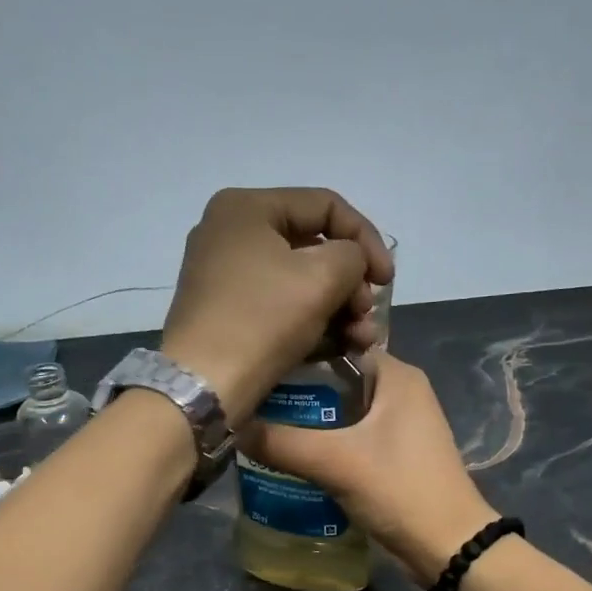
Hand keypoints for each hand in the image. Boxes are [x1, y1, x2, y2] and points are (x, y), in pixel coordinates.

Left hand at [160, 187, 393, 427]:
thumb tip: (351, 264)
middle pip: (312, 247)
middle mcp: (231, 234)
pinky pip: (280, 309)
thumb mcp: (321, 278)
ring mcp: (226, 277)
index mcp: (246, 208)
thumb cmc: (262, 320)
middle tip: (367, 314)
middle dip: (351, 283)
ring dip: (339, 310)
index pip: (325, 206)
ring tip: (362, 340)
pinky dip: (312, 325)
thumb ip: (352, 256)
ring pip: (299, 283)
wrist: (204, 384)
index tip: (388, 280)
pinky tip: (341, 349)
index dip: (367, 238)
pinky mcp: (228, 316)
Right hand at [238, 354, 498, 585]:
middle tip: (251, 398)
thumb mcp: (335, 462)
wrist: (447, 546)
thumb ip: (281, 442)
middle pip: (336, 379)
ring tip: (259, 424)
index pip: (338, 344)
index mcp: (396, 375)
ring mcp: (399, 425)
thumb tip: (231, 427)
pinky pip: (350, 437)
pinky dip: (323, 442)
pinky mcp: (394, 455)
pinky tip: (290, 454)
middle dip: (296, 390)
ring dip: (307, 420)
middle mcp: (400, 391)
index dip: (298, 352)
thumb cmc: (399, 489)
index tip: (258, 365)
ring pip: (342, 412)